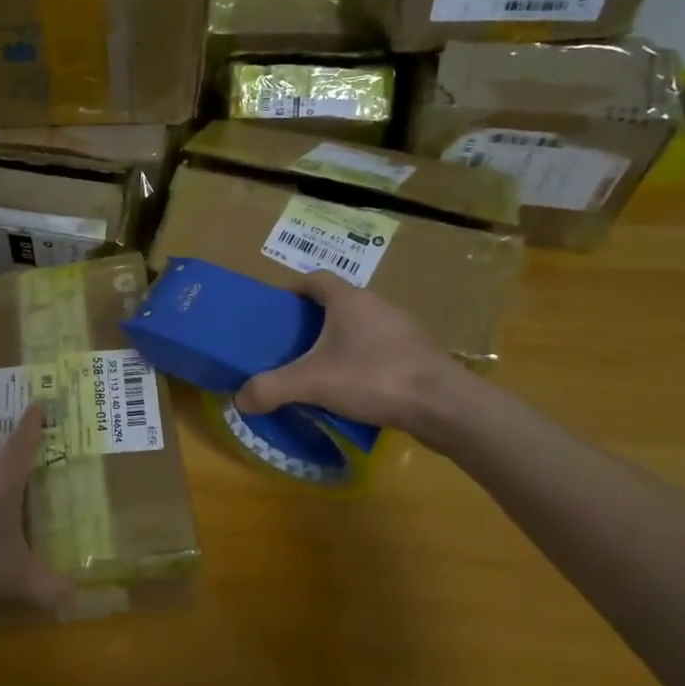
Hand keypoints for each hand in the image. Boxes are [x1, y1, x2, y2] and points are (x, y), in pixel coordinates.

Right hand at [234, 270, 466, 436]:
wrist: (444, 406)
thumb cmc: (373, 377)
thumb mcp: (311, 383)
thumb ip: (271, 388)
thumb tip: (240, 398)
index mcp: (348, 300)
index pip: (314, 279)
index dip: (292, 291)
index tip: (274, 313)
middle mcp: (376, 305)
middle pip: (336, 303)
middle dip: (311, 321)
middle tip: (289, 345)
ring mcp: (402, 329)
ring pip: (359, 327)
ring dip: (338, 342)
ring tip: (318, 369)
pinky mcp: (418, 355)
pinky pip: (379, 350)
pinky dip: (361, 361)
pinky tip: (352, 388)